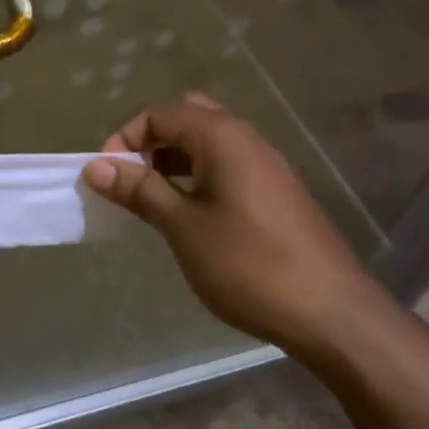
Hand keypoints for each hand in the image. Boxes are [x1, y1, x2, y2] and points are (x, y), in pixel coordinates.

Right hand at [83, 92, 384, 357]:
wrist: (331, 314)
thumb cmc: (248, 264)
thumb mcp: (182, 227)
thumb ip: (139, 190)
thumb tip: (96, 166)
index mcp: (222, 137)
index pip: (162, 114)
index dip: (126, 137)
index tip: (106, 175)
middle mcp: (247, 139)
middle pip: (189, 119)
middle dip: (153, 142)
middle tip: (133, 179)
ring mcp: (267, 166)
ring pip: (210, 143)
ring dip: (175, 160)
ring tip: (154, 200)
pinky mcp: (278, 193)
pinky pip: (228, 166)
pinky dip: (200, 177)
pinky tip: (191, 216)